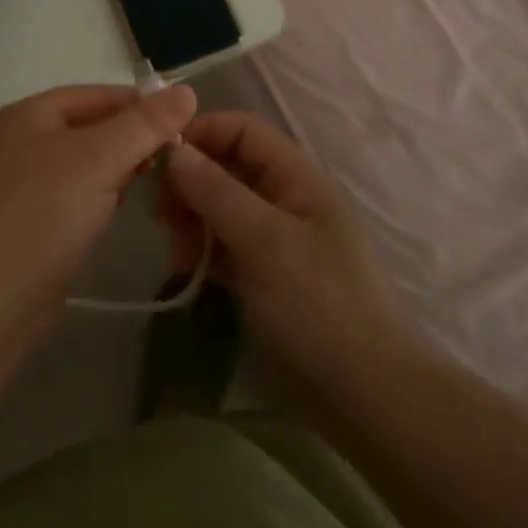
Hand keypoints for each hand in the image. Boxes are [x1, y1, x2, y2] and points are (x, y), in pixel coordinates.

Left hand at [0, 82, 196, 319]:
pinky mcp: (29, 221)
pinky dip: (100, 196)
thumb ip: (145, 125)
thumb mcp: (100, 159)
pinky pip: (75, 194)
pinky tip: (120, 211)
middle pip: (91, 127)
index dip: (141, 106)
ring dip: (119, 169)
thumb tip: (187, 91)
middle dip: (132, 139)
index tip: (184, 127)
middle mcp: (21, 140)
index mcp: (29, 113)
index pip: (98, 94)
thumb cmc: (44, 214)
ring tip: (154, 184)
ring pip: (85, 163)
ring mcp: (22, 182)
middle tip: (174, 161)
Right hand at [162, 112, 401, 393]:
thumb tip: (173, 149)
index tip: (159, 160)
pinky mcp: (265, 275)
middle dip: (190, 184)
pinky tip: (188, 272)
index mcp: (295, 177)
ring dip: (192, 221)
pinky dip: (203, 251)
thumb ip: (216, 190)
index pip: (242, 130)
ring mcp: (274, 238)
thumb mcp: (264, 241)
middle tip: (162, 217)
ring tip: (178, 256)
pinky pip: (224, 245)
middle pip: (226, 166)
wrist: (367, 398)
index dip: (201, 134)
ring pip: (220, 207)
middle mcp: (284, 198)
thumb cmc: (318, 305)